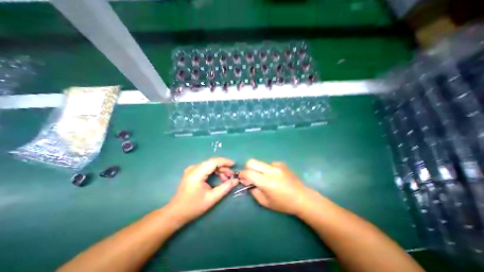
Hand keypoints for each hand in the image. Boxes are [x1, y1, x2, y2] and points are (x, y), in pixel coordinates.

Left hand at [168, 157, 239, 225]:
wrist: (176, 213)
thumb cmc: (193, 206)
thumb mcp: (212, 198)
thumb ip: (225, 187)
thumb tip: (236, 180)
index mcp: (197, 173)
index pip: (214, 162)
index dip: (225, 161)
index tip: (234, 164)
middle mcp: (194, 168)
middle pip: (212, 162)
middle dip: (223, 167)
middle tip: (231, 176)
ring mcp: (192, 169)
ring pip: (210, 165)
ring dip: (219, 170)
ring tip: (226, 179)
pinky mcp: (192, 172)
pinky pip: (206, 168)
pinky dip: (214, 171)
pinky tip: (219, 178)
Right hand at [239, 158, 313, 215]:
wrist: (302, 197)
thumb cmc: (283, 204)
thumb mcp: (265, 202)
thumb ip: (253, 190)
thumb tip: (246, 181)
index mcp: (267, 182)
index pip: (248, 172)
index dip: (242, 174)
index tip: (241, 178)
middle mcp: (271, 170)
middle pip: (252, 161)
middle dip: (247, 168)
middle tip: (250, 176)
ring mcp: (277, 165)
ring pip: (260, 162)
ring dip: (258, 169)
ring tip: (264, 178)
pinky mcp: (281, 163)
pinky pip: (268, 164)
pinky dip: (267, 169)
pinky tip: (274, 176)